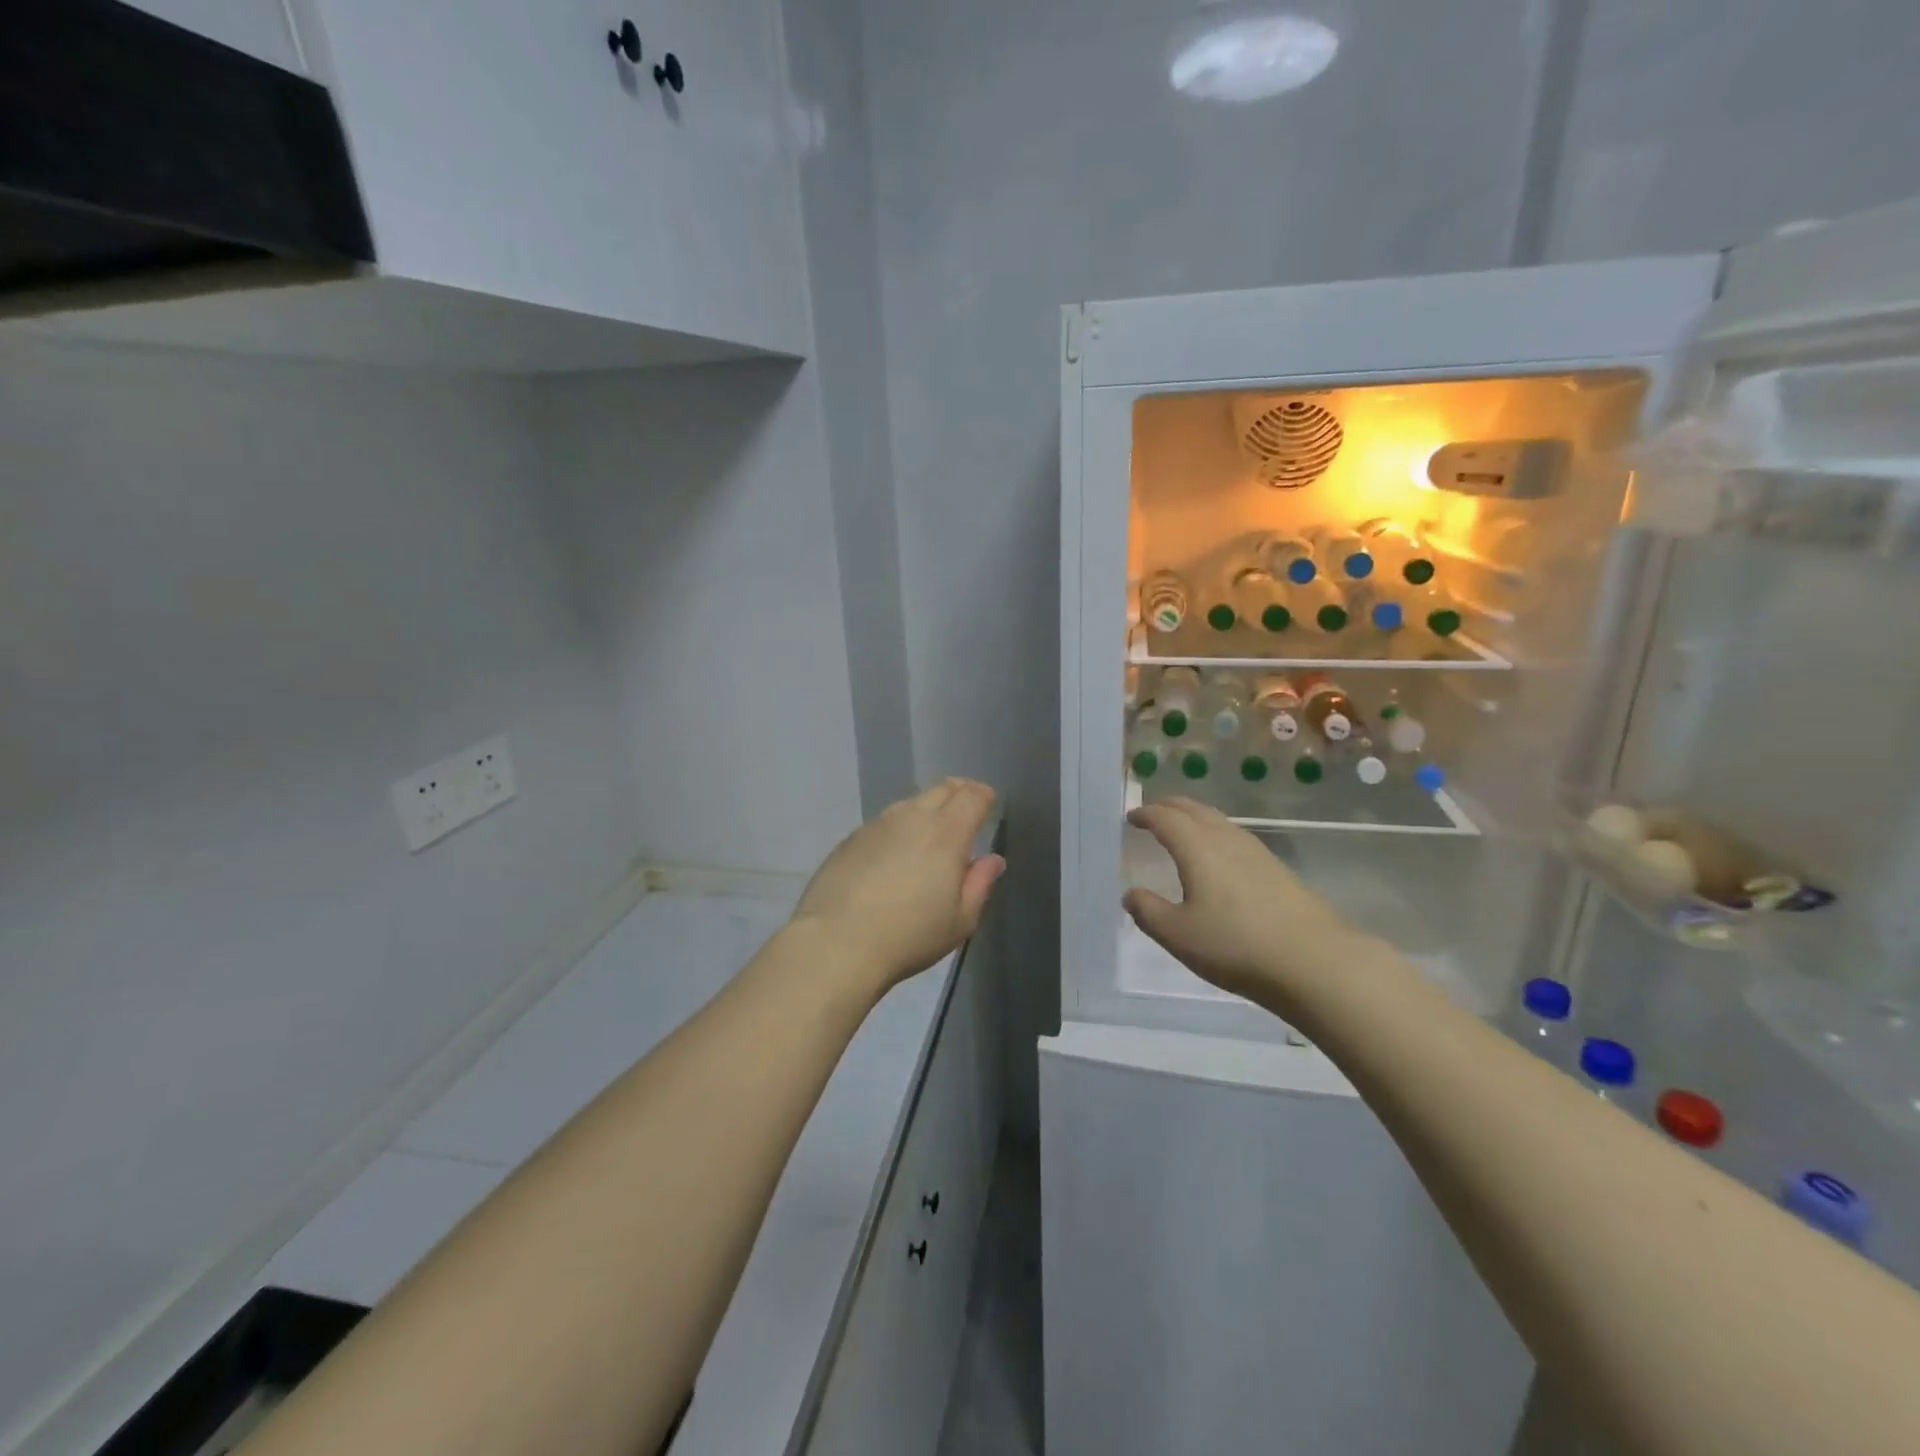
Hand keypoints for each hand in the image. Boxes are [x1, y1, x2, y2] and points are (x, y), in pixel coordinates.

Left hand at [791, 779, 1004, 995]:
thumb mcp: (960, 921)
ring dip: (927, 808)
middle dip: (959, 792)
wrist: (836, 943)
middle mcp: (913, 818)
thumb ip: (980, 884)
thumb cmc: (909, 936)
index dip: (983, 795)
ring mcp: (878, 824)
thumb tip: (992, 860)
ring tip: (930, 830)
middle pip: (941, 789)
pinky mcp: (851, 838)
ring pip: (910, 803)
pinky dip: (898, 827)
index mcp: (947, 834)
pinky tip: (894, 851)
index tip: (988, 801)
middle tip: (965, 807)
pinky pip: (884, 822)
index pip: (971, 796)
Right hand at [1122, 799, 1362, 1008]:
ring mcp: (1257, 853)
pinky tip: (1221, 855)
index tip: (1131, 817)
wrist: (1315, 962)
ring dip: (1195, 817)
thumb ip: (1149, 912)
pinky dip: (1216, 833)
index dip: (1146, 814)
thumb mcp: (1179, 936)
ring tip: (1184, 827)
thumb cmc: (1236, 946)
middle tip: (1153, 811)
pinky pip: (1236, 837)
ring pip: (1219, 821)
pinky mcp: (1278, 870)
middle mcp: (1227, 841)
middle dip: (1170, 806)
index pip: (1166, 819)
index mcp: (1198, 849)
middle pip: (1195, 810)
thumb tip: (1131, 893)